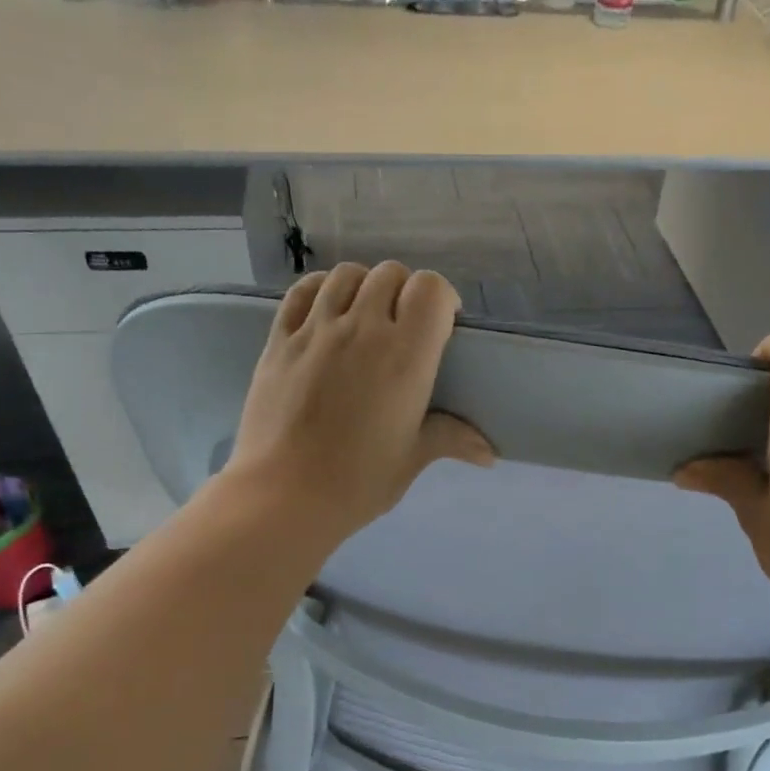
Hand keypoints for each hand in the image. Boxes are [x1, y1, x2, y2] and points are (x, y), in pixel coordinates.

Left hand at [223, 263, 493, 549]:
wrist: (283, 495)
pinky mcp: (280, 339)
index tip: (442, 325)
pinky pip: (303, 291)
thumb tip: (489, 453)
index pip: (430, 289)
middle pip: (390, 275)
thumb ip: (451, 439)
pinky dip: (322, 290)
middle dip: (405, 293)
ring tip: (366, 317)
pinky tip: (327, 312)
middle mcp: (362, 329)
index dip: (441, 299)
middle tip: (405, 328)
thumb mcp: (411, 459)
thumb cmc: (357, 481)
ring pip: (347, 275)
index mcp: (405, 356)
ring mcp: (316, 329)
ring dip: (365, 287)